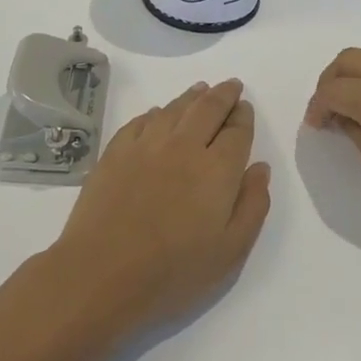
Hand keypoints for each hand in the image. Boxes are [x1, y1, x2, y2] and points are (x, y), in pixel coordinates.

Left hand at [49, 79, 270, 335]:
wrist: (101, 273)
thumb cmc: (173, 271)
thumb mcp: (231, 251)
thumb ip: (253, 205)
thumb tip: (259, 167)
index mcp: (217, 169)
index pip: (237, 130)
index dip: (244, 116)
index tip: (246, 108)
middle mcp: (184, 146)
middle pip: (208, 108)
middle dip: (223, 94)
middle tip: (230, 86)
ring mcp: (146, 145)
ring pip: (174, 108)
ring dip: (192, 96)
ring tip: (200, 89)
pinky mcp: (116, 151)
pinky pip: (141, 121)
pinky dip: (156, 113)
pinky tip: (158, 114)